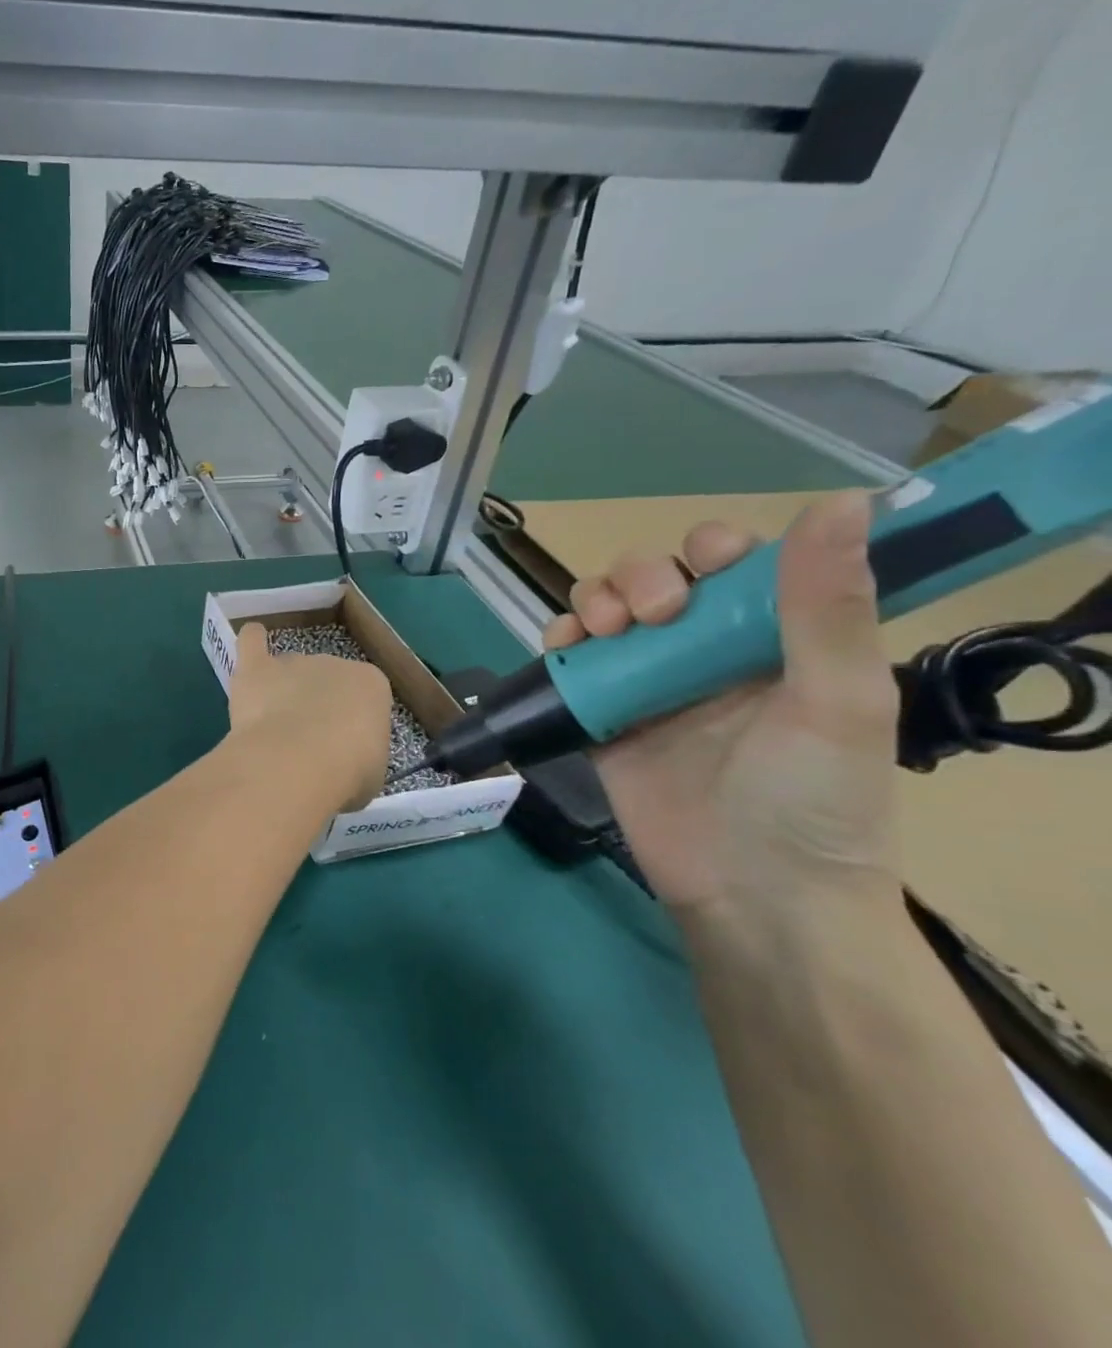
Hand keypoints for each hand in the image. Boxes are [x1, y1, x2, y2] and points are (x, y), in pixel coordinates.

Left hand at [226, 623, 391, 811]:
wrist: (297, 762)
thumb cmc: (345, 773)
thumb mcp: (370, 772)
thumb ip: (356, 755)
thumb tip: (339, 761)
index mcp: (371, 685)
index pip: (364, 698)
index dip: (351, 727)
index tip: (342, 751)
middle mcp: (333, 663)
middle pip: (324, 683)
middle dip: (316, 710)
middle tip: (304, 746)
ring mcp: (293, 662)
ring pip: (289, 672)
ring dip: (283, 693)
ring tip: (273, 727)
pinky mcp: (256, 668)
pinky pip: (252, 641)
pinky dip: (252, 641)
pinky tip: (251, 645)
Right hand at [543, 492, 900, 913]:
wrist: (751, 897)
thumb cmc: (811, 799)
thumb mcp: (837, 700)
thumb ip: (826, 607)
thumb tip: (841, 501)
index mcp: (770, 640)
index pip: (731, 566)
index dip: (708, 553)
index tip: (702, 577)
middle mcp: (704, 653)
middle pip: (654, 579)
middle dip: (639, 578)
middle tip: (651, 614)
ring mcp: (647, 684)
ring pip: (604, 612)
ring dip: (592, 601)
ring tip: (600, 630)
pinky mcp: (601, 716)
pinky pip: (569, 663)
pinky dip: (557, 643)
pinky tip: (564, 649)